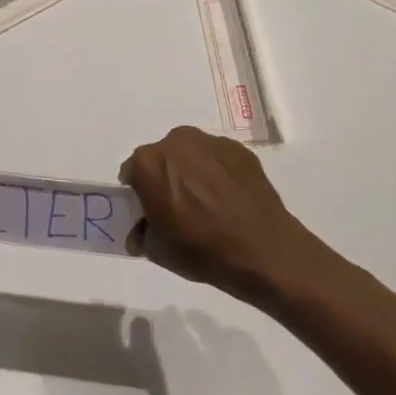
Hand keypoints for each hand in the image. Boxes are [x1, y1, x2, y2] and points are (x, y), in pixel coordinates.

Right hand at [119, 127, 335, 305]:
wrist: (262, 251)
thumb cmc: (201, 250)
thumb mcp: (157, 250)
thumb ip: (141, 233)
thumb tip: (141, 231)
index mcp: (149, 164)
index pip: (132, 172)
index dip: (138, 192)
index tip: (149, 210)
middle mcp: (176, 143)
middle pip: (161, 157)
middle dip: (164, 176)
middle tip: (177, 206)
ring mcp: (211, 143)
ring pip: (190, 153)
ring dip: (191, 170)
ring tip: (206, 201)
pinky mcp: (239, 150)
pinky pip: (217, 158)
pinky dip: (217, 172)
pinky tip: (228, 198)